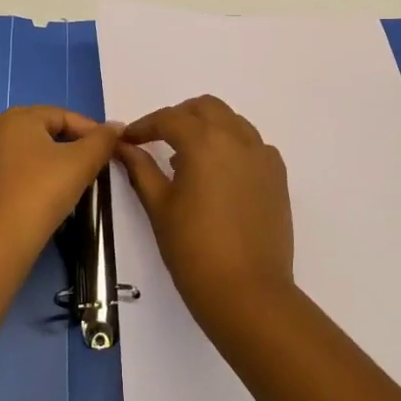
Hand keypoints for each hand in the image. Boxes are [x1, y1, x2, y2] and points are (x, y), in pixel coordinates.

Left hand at [0, 106, 120, 255]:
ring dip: (39, 160)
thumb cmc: (42, 192)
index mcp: (17, 118)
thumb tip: (116, 127)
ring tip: (61, 179)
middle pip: (38, 131)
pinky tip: (17, 188)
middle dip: (66, 144)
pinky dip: (9, 178)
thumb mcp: (81, 162)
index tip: (109, 149)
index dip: (90, 130)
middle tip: (89, 164)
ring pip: (16, 153)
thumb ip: (102, 140)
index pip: (63, 116)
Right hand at [116, 95, 295, 325]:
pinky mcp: (278, 176)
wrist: (248, 293)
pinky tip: (220, 174)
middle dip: (179, 117)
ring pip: (233, 122)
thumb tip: (123, 147)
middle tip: (158, 140)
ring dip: (208, 128)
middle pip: (206, 108)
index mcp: (205, 141)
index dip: (145, 126)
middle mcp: (238, 138)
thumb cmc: (194, 250)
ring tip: (187, 158)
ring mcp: (263, 156)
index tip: (128, 141)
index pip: (169, 119)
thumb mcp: (159, 207)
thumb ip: (140, 169)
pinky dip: (233, 146)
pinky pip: (253, 145)